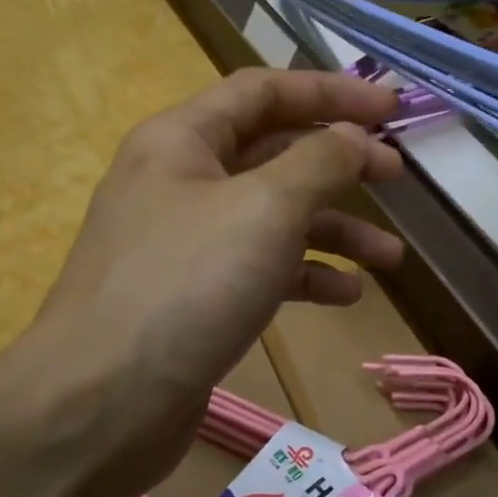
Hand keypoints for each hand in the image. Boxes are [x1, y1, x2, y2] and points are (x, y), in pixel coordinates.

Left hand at [0, 70, 406, 496]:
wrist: (100, 406)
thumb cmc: (186, 286)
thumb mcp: (264, 208)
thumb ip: (319, 161)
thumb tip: (353, 136)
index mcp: (182, 140)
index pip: (264, 90)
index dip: (330, 91)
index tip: (392, 108)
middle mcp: (180, 181)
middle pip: (273, 152)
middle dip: (337, 162)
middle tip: (397, 174)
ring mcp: (186, 243)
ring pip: (273, 217)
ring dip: (333, 230)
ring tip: (390, 256)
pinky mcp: (195, 297)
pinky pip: (260, 269)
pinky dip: (305, 275)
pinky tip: (346, 296)